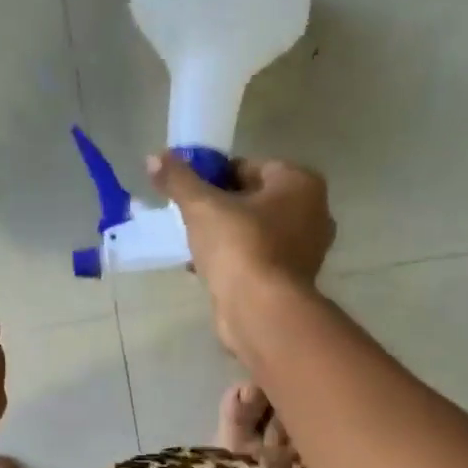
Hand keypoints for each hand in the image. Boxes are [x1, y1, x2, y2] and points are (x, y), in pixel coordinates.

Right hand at [148, 153, 334, 346]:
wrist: (260, 311)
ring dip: (227, 237)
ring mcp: (307, 251)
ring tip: (194, 245)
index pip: (252, 166)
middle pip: (256, 200)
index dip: (217, 175)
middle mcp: (313, 213)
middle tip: (191, 217)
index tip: (191, 190)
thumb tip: (154, 157)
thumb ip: (179, 179)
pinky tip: (206, 270)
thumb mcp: (202, 206)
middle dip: (223, 207)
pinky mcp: (292, 281)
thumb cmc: (239, 246)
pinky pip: (258, 260)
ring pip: (257, 232)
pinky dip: (235, 262)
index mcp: (301, 183)